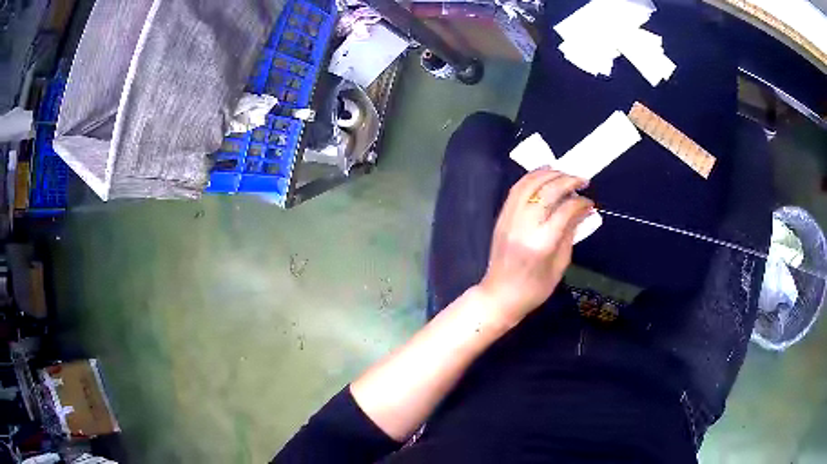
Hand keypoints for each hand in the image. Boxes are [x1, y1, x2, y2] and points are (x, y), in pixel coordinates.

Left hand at [478, 169, 593, 324]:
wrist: (500, 295)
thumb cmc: (534, 288)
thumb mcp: (560, 266)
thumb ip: (570, 234)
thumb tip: (583, 211)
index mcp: (541, 244)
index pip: (564, 210)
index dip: (580, 202)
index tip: (590, 202)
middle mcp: (523, 226)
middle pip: (547, 192)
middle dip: (567, 180)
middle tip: (582, 180)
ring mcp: (509, 219)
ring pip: (528, 185)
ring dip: (548, 173)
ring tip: (565, 172)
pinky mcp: (501, 217)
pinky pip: (516, 190)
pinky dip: (531, 178)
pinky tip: (544, 175)